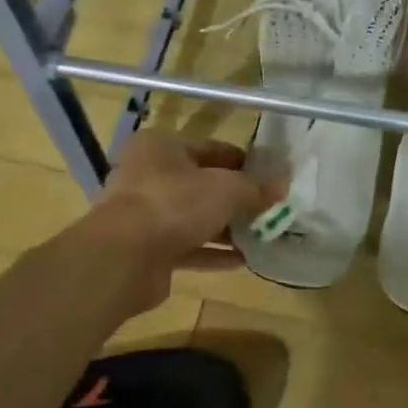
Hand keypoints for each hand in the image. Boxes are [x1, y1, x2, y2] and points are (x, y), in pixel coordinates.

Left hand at [78, 131, 275, 308]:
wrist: (123, 258)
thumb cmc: (175, 204)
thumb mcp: (226, 189)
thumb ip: (256, 189)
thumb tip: (283, 187)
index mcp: (161, 147)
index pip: (212, 148)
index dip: (244, 162)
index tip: (271, 177)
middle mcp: (148, 175)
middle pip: (202, 184)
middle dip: (236, 198)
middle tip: (269, 209)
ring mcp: (144, 214)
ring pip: (194, 217)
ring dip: (226, 227)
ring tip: (261, 236)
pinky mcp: (146, 250)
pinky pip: (187, 247)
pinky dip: (212, 252)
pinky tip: (243, 260)